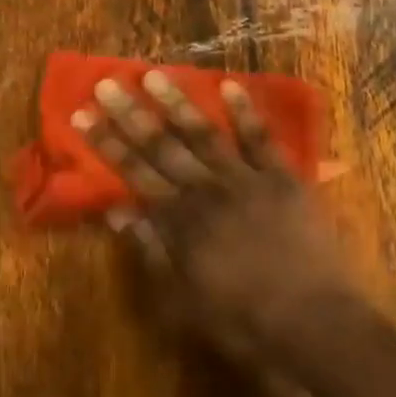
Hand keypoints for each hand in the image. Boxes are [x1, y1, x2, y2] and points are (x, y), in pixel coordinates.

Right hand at [74, 71, 359, 368]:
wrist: (313, 322)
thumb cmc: (243, 321)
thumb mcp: (183, 301)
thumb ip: (150, 251)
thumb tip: (117, 211)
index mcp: (179, 221)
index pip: (133, 172)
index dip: (105, 143)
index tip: (82, 114)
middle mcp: (206, 190)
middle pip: (161, 146)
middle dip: (130, 114)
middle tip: (106, 83)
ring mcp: (246, 179)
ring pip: (204, 134)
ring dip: (178, 103)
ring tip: (154, 74)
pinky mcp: (282, 178)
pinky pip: (261, 139)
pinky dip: (245, 112)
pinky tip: (229, 85)